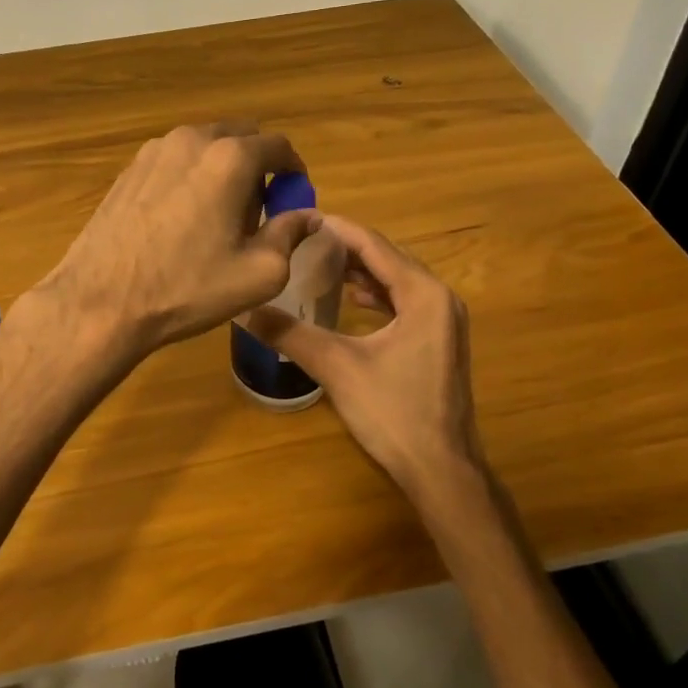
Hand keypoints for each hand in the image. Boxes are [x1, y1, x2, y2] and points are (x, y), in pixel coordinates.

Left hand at [36, 123, 321, 358]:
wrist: (102, 301)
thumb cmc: (188, 288)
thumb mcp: (259, 273)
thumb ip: (290, 234)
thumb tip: (308, 215)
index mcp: (230, 158)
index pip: (279, 146)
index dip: (294, 172)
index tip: (294, 199)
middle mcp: (192, 139)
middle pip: (240, 138)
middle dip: (258, 166)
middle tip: (258, 210)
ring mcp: (154, 150)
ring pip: (204, 147)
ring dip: (222, 169)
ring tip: (218, 216)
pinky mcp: (129, 169)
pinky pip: (174, 161)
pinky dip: (190, 176)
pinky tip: (181, 218)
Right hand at [242, 215, 488, 510]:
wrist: (441, 469)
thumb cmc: (393, 413)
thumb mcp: (337, 368)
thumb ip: (291, 334)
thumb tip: (245, 310)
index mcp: (424, 294)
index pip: (374, 246)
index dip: (337, 229)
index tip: (301, 217)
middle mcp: (440, 298)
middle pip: (387, 259)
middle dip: (346, 248)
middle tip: (302, 240)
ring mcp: (443, 321)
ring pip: (396, 281)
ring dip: (360, 271)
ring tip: (318, 263)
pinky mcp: (438, 341)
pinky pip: (403, 302)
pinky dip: (375, 295)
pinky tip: (348, 300)